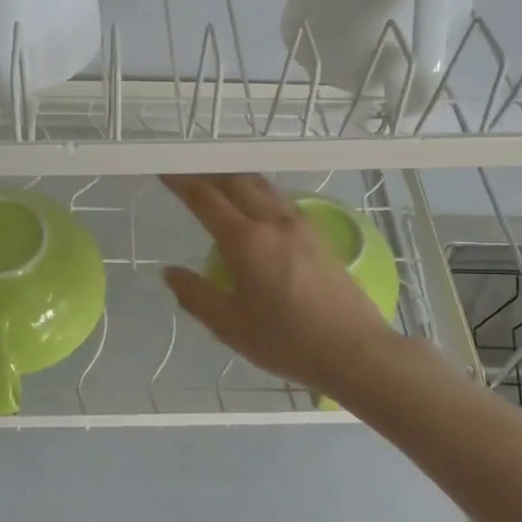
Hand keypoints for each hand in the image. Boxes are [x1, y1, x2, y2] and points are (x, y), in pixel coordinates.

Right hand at [161, 174, 400, 397]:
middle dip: (208, 172)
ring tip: (217, 184)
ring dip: (235, 178)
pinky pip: (280, 200)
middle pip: (236, 181)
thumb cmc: (288, 342)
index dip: (182, 182)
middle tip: (186, 173)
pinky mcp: (319, 235)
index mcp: (247, 242)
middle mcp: (274, 222)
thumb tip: (170, 272)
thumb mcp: (231, 327)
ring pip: (262, 186)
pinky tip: (255, 207)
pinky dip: (258, 192)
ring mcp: (301, 225)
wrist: (356, 350)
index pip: (206, 199)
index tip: (164, 171)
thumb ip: (196, 296)